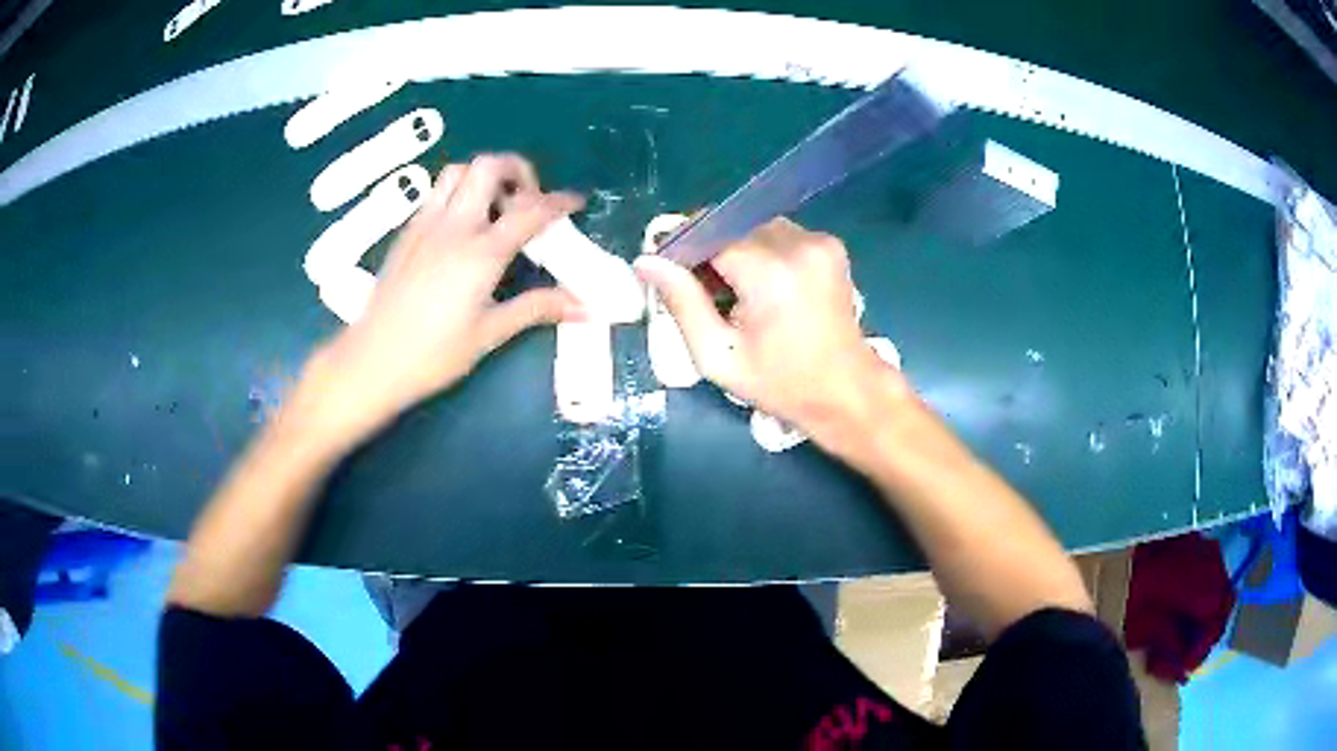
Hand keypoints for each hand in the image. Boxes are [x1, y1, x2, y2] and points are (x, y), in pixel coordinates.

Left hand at [293, 154, 584, 449]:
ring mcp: (425, 225)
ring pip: (458, 171)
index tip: (576, 202)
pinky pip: (436, 193)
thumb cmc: (433, 354)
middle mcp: (454, 226)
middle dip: (518, 170)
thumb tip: (584, 307)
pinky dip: (459, 193)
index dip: (559, 201)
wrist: (371, 361)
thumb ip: (537, 309)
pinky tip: (463, 228)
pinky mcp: (407, 233)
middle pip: (489, 167)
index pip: (530, 210)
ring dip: (484, 177)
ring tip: (496, 209)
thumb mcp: (490, 333)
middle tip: (529, 200)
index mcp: (481, 252)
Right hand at [635, 218, 910, 439]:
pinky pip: (779, 234)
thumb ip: (681, 303)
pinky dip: (763, 252)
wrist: (846, 390)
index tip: (671, 272)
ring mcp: (819, 241)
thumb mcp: (718, 356)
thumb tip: (646, 260)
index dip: (683, 247)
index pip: (709, 231)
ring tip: (736, 292)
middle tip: (705, 291)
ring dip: (737, 250)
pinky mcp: (830, 245)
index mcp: (770, 273)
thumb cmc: (780, 383)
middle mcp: (798, 244)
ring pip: (754, 227)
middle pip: (732, 226)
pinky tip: (765, 287)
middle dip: (710, 250)